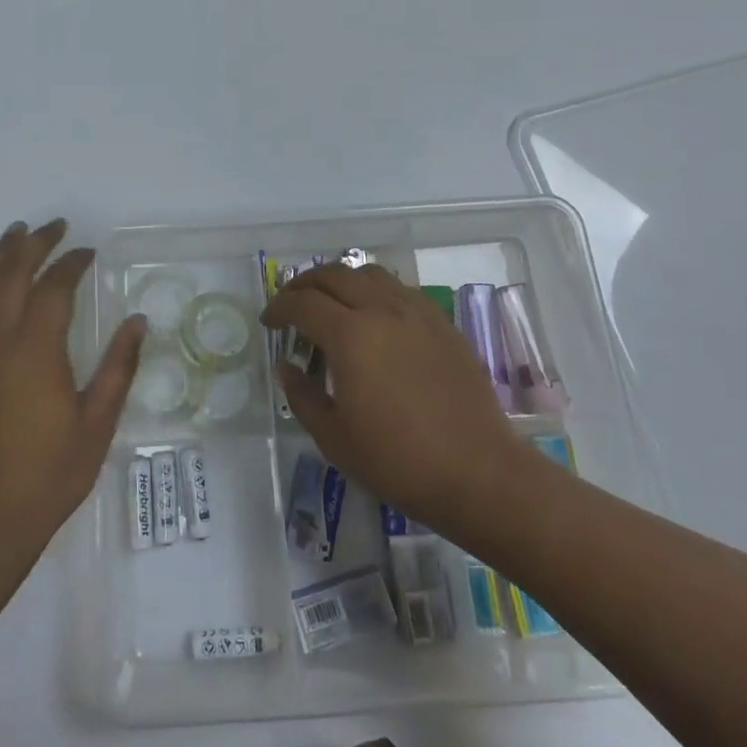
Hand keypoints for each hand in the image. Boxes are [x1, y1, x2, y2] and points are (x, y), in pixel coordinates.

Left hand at [0, 219, 146, 564]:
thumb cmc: (50, 474)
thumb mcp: (98, 423)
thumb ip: (119, 366)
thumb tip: (138, 321)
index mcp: (35, 350)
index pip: (53, 287)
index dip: (71, 262)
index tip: (88, 251)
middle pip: (11, 275)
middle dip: (33, 244)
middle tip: (54, 226)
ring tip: (15, 235)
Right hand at [262, 264, 530, 541]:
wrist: (477, 472)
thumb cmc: (397, 461)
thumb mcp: (333, 437)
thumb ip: (301, 395)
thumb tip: (286, 365)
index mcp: (350, 335)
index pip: (303, 303)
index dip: (279, 308)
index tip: (269, 322)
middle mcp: (382, 310)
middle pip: (334, 275)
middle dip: (304, 285)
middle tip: (291, 304)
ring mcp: (417, 312)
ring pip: (369, 274)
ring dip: (341, 280)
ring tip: (331, 302)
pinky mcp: (442, 323)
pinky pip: (400, 290)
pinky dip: (375, 291)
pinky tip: (374, 317)